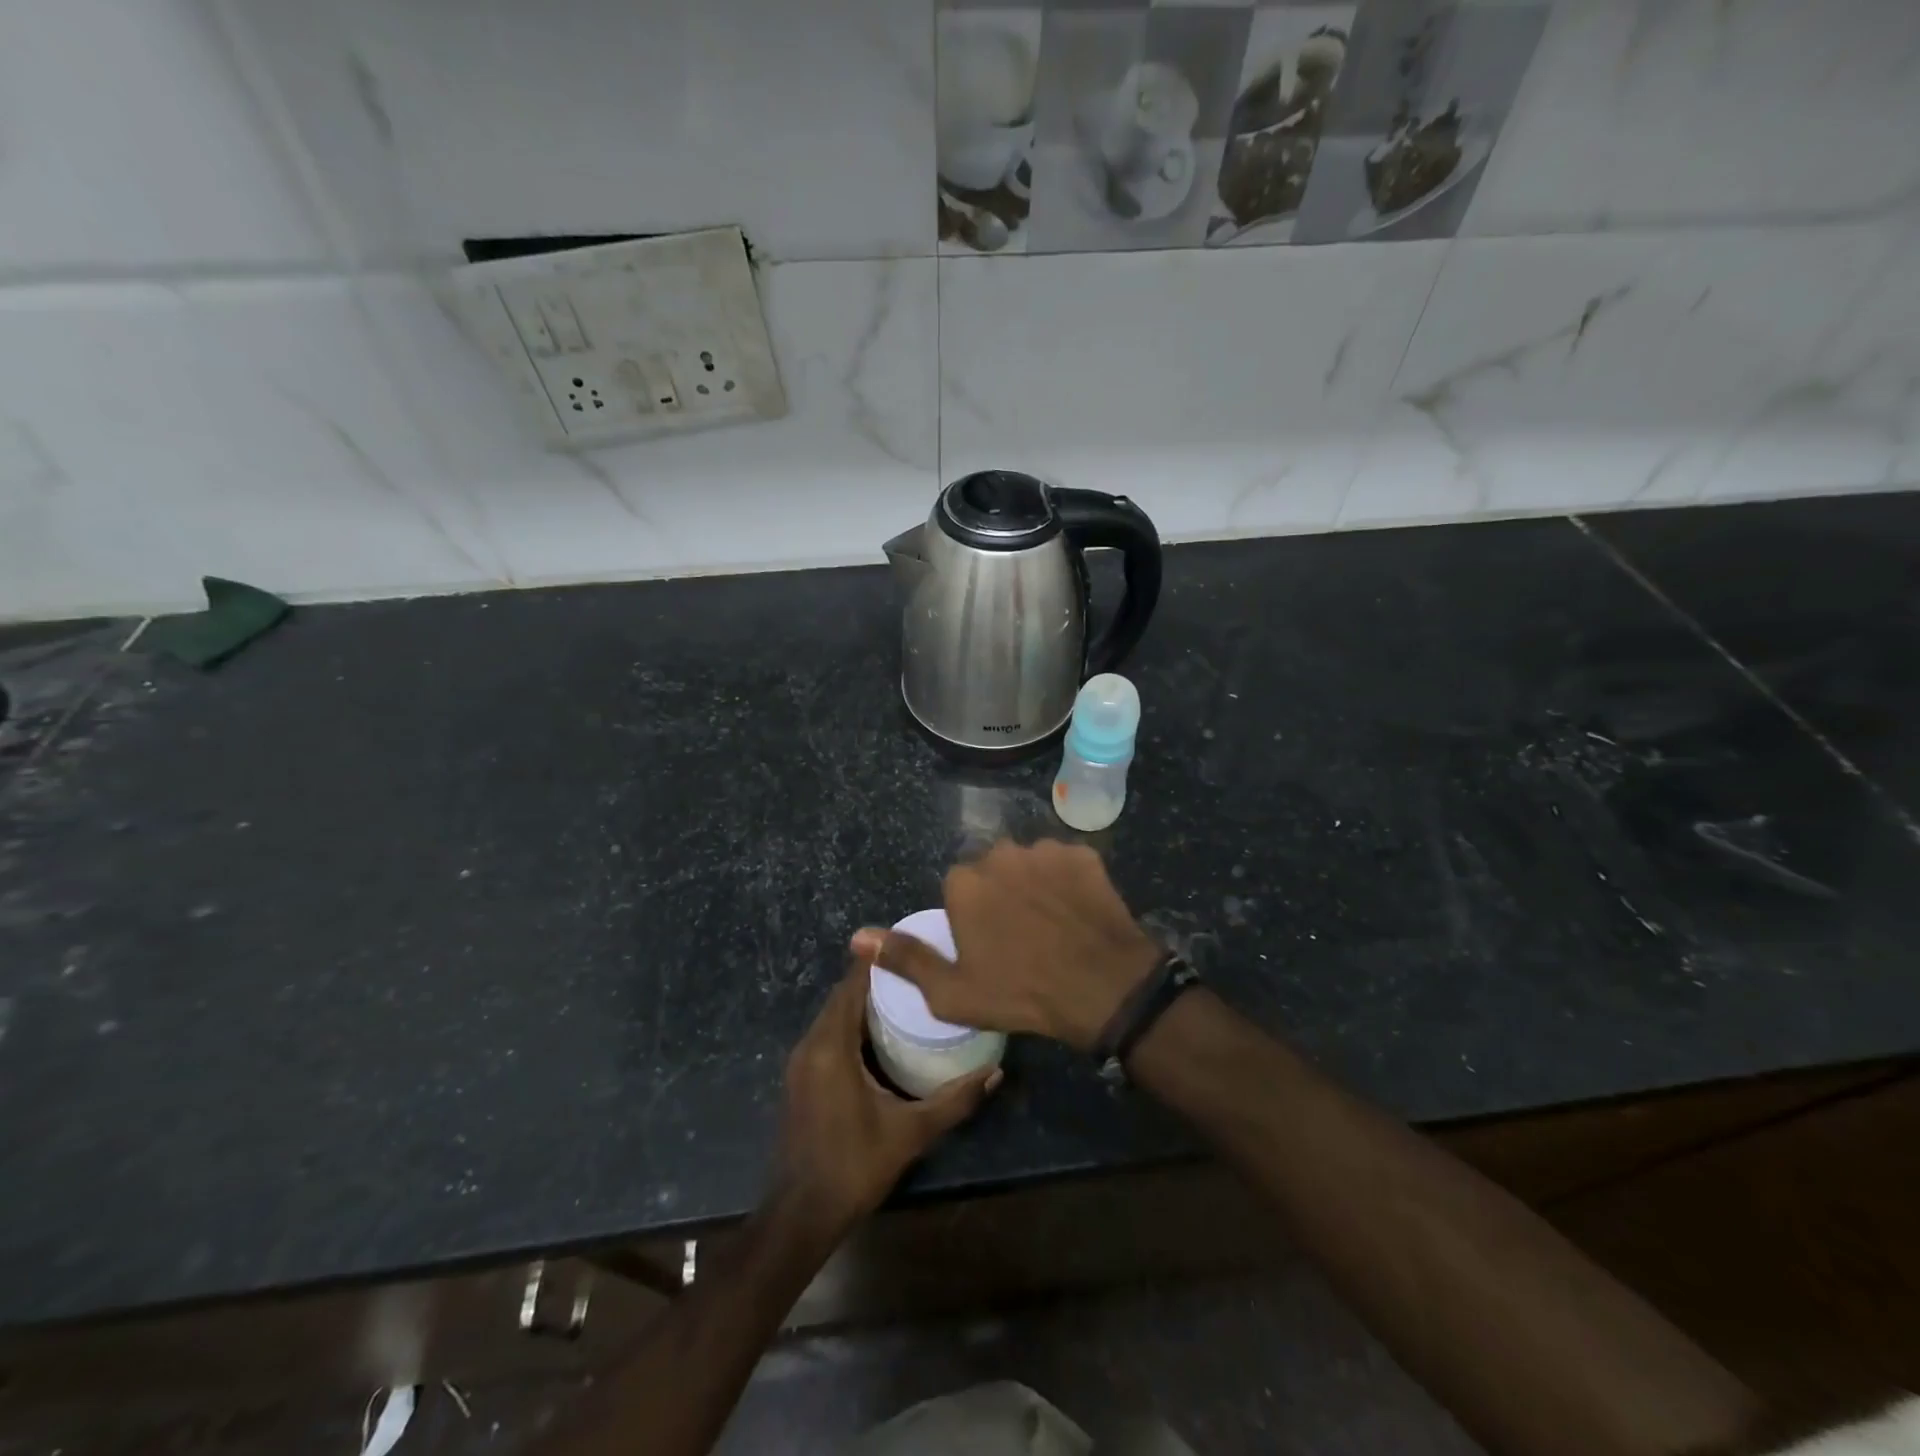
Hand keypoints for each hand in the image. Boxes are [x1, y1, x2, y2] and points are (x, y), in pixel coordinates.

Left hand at [775, 960, 999, 1237]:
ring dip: (863, 1001)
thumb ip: (954, 1101)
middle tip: (918, 970)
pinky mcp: (801, 1077)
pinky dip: (851, 1023)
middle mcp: (811, 1044)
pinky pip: (827, 1033)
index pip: (853, 985)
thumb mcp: (911, 1133)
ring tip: (906, 995)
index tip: (909, 944)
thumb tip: (996, 1073)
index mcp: (831, 1046)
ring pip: (833, 1015)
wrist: (800, 1215)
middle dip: (876, 979)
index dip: (878, 962)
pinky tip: (881, 1033)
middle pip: (843, 995)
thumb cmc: (854, 1166)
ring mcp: (801, 1062)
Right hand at [851, 839, 1163, 1052]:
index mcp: (964, 883)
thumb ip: (904, 958)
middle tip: (1021, 935)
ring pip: (1029, 864)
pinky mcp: (1082, 853)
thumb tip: (857, 936)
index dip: (972, 919)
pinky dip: (1068, 881)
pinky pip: (1065, 863)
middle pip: (992, 870)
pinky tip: (1078, 912)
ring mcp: (1045, 850)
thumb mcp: (952, 992)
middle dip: (1001, 894)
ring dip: (1034, 885)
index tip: (990, 946)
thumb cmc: (1021, 993)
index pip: (958, 889)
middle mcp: (1000, 854)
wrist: (1103, 988)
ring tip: (1053, 924)